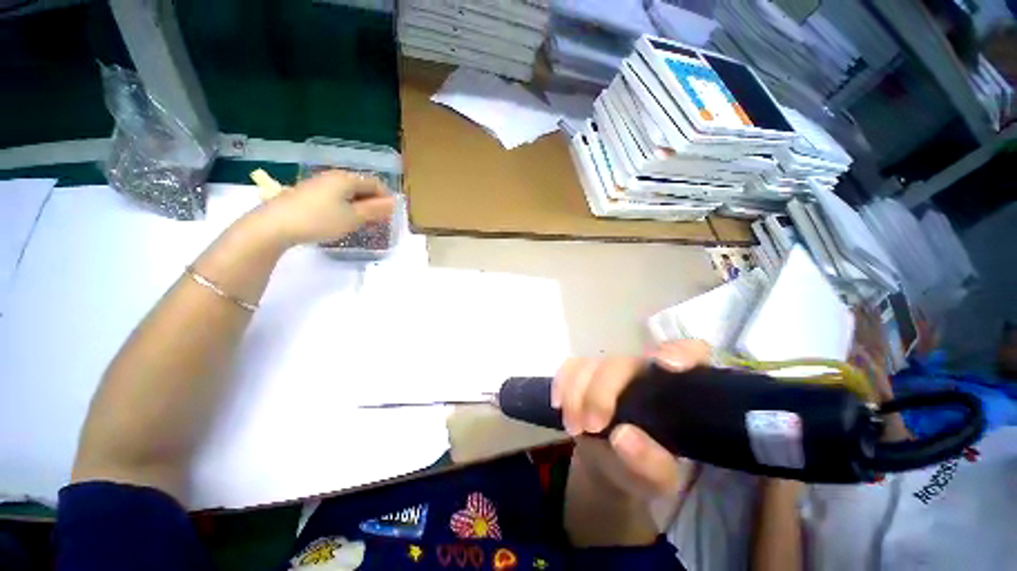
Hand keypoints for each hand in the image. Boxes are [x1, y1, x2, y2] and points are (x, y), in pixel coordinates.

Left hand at [255, 170, 395, 245]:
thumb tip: (394, 202)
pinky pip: (335, 197)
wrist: (275, 225)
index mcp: (346, 179)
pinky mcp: (307, 194)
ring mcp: (318, 184)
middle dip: (373, 203)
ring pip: (347, 193)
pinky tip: (341, 220)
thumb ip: (375, 209)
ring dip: (359, 206)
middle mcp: (333, 177)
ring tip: (362, 223)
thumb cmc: (320, 220)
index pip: (375, 183)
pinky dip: (345, 207)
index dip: (386, 198)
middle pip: (361, 187)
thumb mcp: (353, 217)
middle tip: (378, 221)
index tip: (391, 215)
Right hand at [553, 340, 711, 497]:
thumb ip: (651, 465)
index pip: (692, 353)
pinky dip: (563, 384)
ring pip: (593, 364)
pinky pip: (571, 366)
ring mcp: (614, 369)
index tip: (666, 365)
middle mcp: (646, 369)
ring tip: (574, 428)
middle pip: (623, 362)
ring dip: (577, 394)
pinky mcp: (588, 371)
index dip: (681, 351)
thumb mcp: (659, 480)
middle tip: (591, 427)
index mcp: (679, 389)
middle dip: (601, 392)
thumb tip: (621, 437)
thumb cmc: (644, 469)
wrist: (610, 462)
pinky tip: (560, 406)